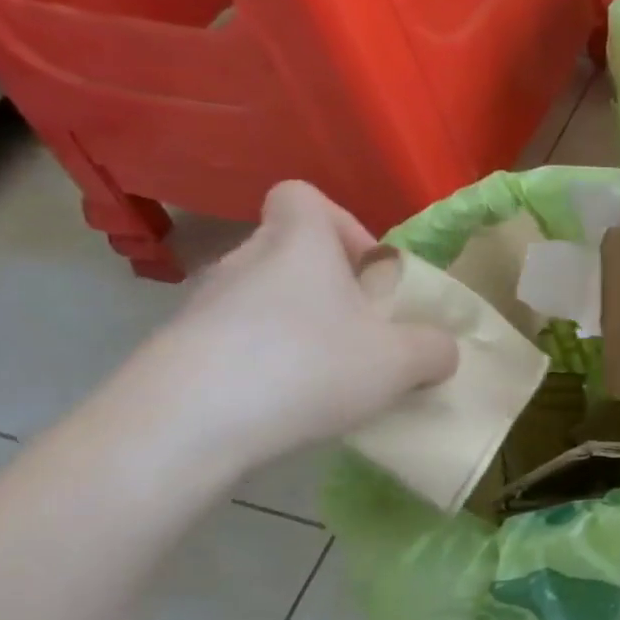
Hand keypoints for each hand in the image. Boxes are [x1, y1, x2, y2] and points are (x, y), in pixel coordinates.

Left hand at [119, 182, 457, 473]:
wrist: (188, 423)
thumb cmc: (308, 366)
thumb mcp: (401, 361)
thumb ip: (434, 348)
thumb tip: (440, 349)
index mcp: (299, 243)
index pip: (304, 196)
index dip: (342, 225)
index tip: (369, 274)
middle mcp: (245, 260)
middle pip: (288, 253)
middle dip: (328, 290)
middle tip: (358, 336)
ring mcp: (204, 305)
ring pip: (262, 300)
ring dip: (296, 328)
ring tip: (324, 379)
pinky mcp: (179, 349)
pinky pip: (234, 341)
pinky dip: (262, 363)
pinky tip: (281, 405)